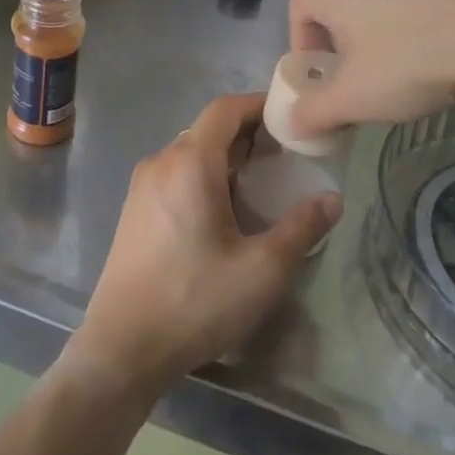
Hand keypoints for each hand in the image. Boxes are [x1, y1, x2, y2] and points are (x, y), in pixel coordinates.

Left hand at [65, 93, 340, 399]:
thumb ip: (301, 228)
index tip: (290, 120)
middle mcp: (161, 162)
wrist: (122, 348)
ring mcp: (142, 186)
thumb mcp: (262, 269)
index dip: (259, 106)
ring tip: (260, 186)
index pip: (226, 109)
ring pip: (190, 154)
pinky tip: (222, 214)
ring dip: (225, 159)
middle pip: (208, 130)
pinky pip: (174, 175)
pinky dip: (203, 178)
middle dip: (247, 136)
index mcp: (190, 162)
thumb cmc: (195, 301)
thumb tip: (332, 199)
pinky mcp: (134, 211)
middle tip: (284, 158)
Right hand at [288, 0, 454, 138]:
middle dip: (347, 41)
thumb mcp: (356, 99)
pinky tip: (446, 37)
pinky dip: (419, 9)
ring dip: (383, 24)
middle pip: (336, 3)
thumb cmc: (413, 56)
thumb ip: (314, 113)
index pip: (298, 22)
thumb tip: (291, 126)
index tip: (335, 89)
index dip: (312, 61)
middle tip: (372, 76)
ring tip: (413, 59)